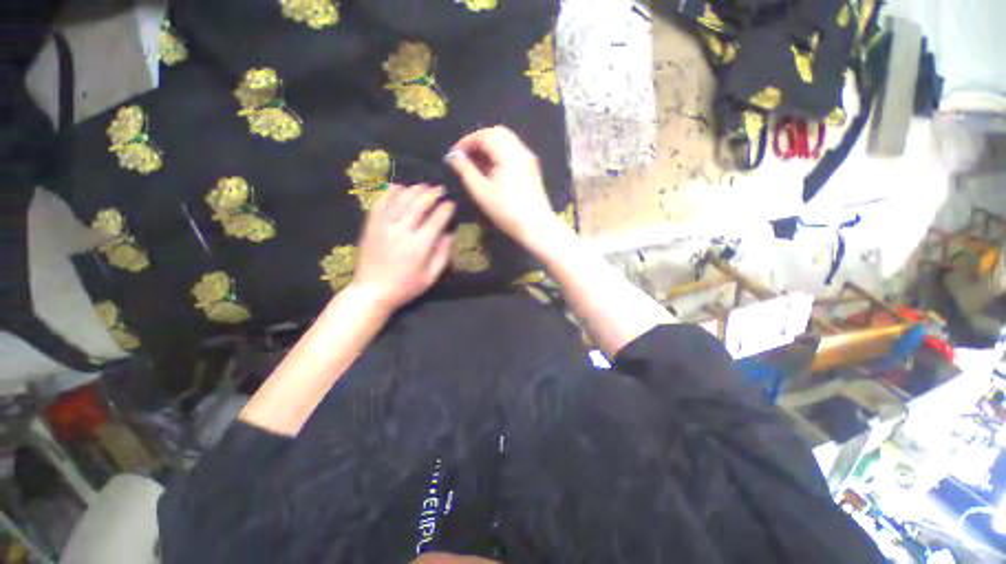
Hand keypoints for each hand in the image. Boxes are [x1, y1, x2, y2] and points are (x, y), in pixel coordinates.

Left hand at [350, 184, 454, 312]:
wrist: (371, 292)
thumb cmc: (405, 287)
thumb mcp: (430, 277)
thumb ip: (442, 255)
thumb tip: (450, 235)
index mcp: (419, 246)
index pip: (436, 220)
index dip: (445, 209)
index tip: (451, 204)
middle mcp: (402, 232)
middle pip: (418, 205)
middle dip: (431, 194)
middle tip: (439, 189)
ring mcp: (384, 227)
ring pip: (400, 200)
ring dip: (413, 190)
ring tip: (422, 186)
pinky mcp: (371, 226)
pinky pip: (380, 204)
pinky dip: (389, 193)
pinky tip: (398, 186)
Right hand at [446, 126, 561, 247]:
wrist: (536, 226)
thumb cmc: (506, 211)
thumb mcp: (481, 192)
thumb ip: (465, 170)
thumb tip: (454, 156)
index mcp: (508, 153)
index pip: (485, 135)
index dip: (467, 141)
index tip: (454, 154)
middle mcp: (521, 151)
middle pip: (497, 134)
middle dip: (478, 141)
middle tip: (465, 156)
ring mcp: (528, 159)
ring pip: (506, 142)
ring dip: (489, 148)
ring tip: (476, 165)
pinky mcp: (531, 169)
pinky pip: (513, 152)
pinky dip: (499, 155)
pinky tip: (491, 171)